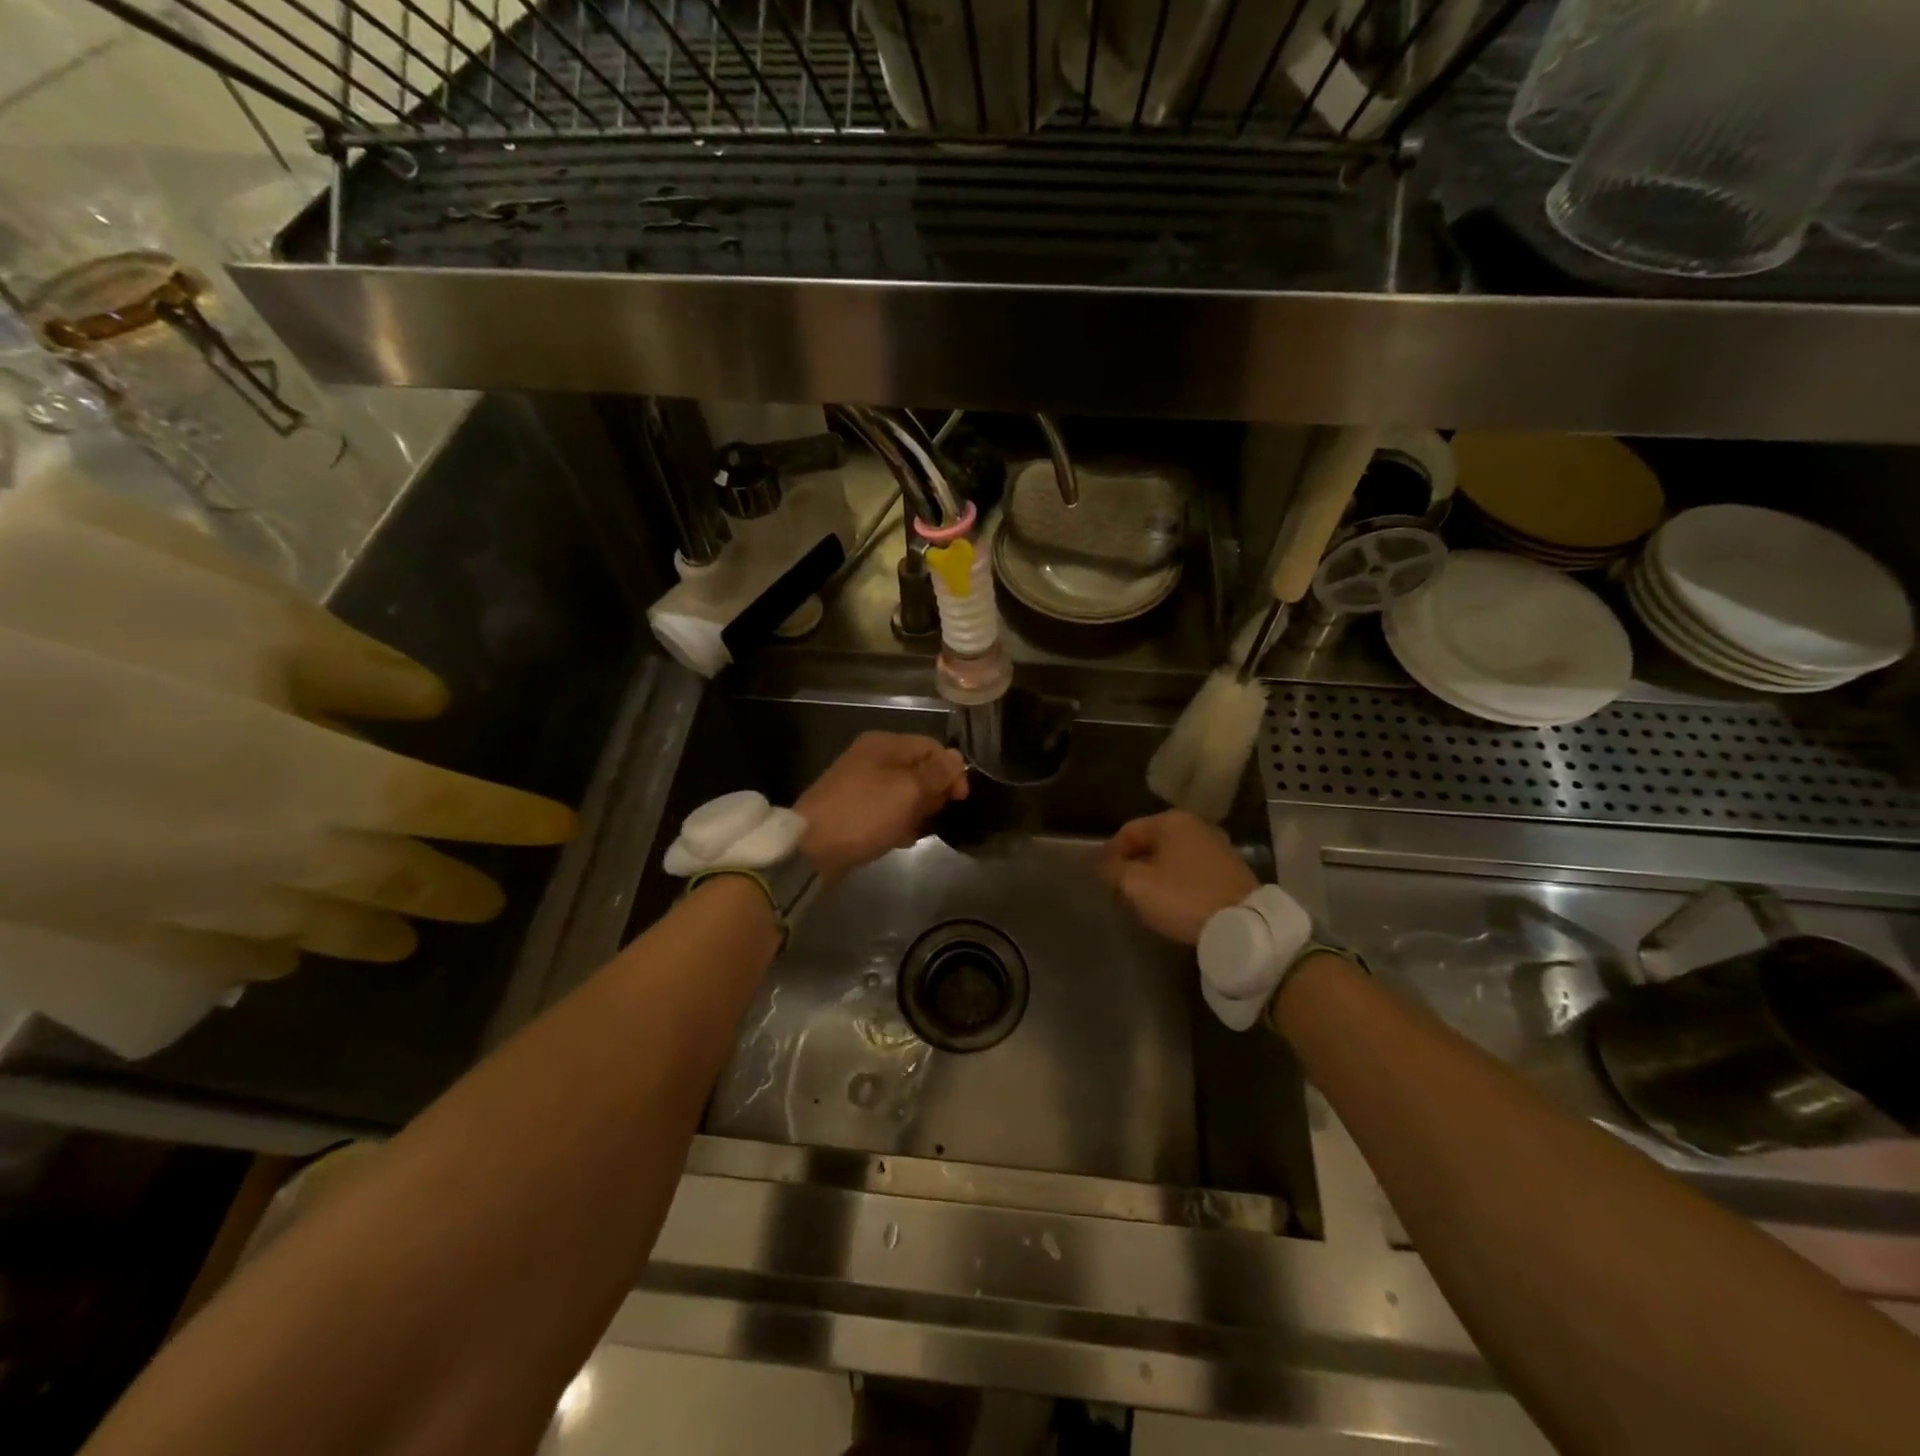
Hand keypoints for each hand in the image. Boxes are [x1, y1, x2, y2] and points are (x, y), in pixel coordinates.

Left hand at [796, 731, 968, 883]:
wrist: (812, 848)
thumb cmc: (865, 814)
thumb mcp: (908, 791)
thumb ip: (936, 773)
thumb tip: (957, 757)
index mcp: (885, 744)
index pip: (932, 747)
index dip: (951, 771)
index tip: (959, 800)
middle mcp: (872, 757)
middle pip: (919, 769)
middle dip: (932, 794)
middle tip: (930, 816)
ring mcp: (860, 784)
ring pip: (905, 793)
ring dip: (916, 812)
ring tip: (913, 831)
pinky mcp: (854, 809)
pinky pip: (887, 811)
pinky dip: (897, 823)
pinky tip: (899, 839)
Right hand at [1101, 809, 1257, 944]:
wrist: (1243, 924)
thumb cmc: (1182, 897)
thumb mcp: (1136, 884)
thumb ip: (1114, 870)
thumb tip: (1104, 864)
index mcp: (1172, 821)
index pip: (1128, 831)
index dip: (1109, 853)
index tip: (1100, 878)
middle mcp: (1197, 826)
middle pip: (1152, 843)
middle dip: (1132, 865)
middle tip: (1119, 890)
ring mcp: (1218, 847)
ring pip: (1173, 858)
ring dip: (1154, 875)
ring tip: (1143, 900)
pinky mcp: (1232, 870)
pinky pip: (1192, 871)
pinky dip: (1176, 883)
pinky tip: (1171, 903)